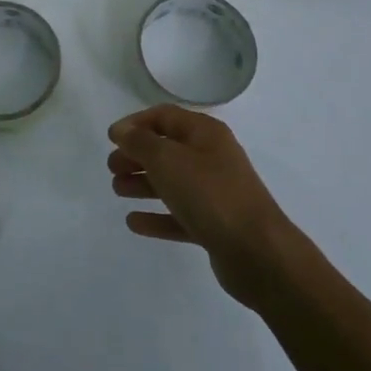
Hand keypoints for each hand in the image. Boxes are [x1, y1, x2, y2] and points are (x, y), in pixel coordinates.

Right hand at [108, 105, 299, 304]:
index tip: (111, 138)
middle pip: (167, 150)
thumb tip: (123, 131)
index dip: (136, 123)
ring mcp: (215, 193)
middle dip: (137, 155)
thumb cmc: (211, 195)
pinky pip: (179, 215)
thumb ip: (141, 142)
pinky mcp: (215, 225)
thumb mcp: (168, 160)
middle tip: (112, 167)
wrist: (259, 253)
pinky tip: (134, 222)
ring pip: (172, 182)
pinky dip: (157, 216)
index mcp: (206, 134)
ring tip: (117, 190)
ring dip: (143, 184)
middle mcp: (212, 158)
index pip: (165, 116)